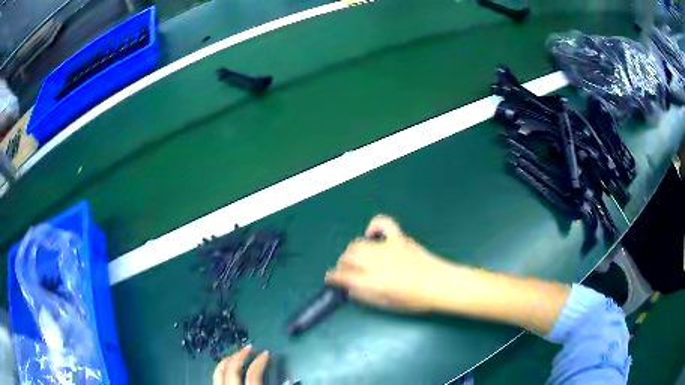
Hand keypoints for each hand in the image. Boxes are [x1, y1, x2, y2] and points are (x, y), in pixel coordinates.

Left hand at [213, 346, 268, 384]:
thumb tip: (285, 380)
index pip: (253, 374)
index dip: (260, 362)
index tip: (265, 353)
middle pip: (232, 369)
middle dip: (240, 356)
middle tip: (248, 348)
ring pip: (218, 372)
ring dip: (227, 361)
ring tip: (235, 355)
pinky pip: (215, 377)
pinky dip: (220, 370)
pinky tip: (226, 368)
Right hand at [325, 215, 455, 311]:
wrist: (439, 284)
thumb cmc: (414, 300)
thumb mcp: (385, 305)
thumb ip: (364, 296)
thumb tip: (350, 289)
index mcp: (370, 282)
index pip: (341, 275)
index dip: (332, 278)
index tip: (331, 279)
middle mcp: (374, 263)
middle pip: (347, 257)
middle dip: (342, 264)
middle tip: (347, 271)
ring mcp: (386, 248)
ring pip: (358, 243)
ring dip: (353, 251)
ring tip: (358, 258)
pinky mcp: (398, 238)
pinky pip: (382, 223)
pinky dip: (374, 226)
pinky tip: (373, 234)